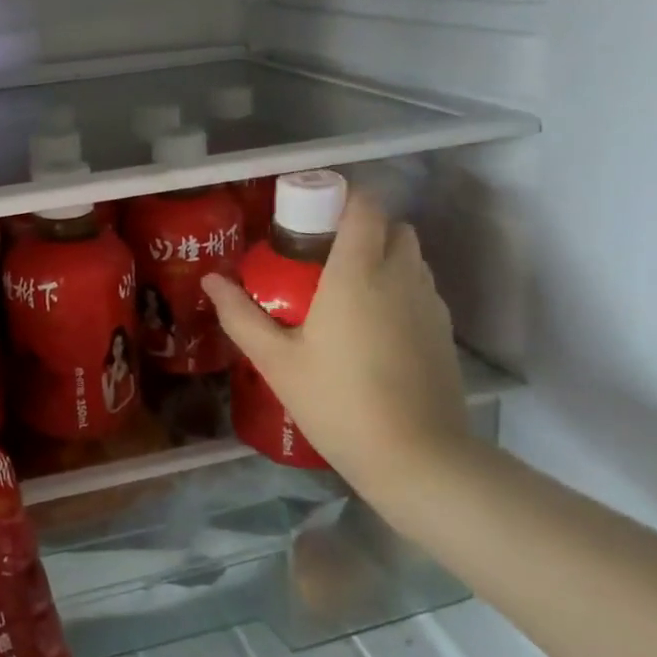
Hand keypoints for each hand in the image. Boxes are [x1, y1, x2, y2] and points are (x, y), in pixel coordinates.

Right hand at [201, 195, 468, 512]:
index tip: (312, 214)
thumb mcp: (276, 361)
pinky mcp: (445, 332)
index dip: (343, 197)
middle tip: (324, 255)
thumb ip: (240, 315)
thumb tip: (211, 280)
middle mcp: (400, 275)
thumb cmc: (338, 402)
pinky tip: (374, 329)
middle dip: (363, 228)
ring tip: (347, 292)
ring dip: (384, 257)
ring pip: (411, 257)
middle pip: (393, 226)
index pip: (366, 205)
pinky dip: (400, 289)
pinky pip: (421, 289)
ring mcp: (429, 304)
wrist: (417, 459)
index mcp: (358, 272)